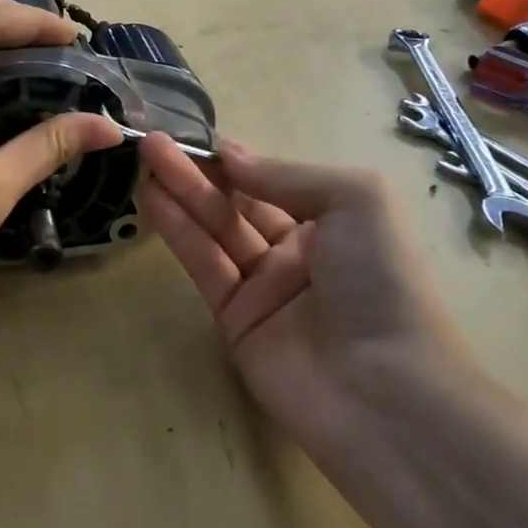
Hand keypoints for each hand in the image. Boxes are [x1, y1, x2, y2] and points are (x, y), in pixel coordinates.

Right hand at [135, 135, 480, 462]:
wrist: (383, 391)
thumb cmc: (381, 281)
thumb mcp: (356, 201)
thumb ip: (286, 175)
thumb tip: (229, 155)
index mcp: (334, 222)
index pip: (272, 181)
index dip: (233, 159)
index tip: (192, 136)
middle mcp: (297, 251)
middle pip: (237, 203)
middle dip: (197, 171)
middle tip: (152, 143)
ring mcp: (263, 287)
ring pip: (214, 230)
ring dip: (180, 193)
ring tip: (144, 159)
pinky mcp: (233, 319)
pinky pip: (203, 265)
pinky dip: (177, 231)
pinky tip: (152, 200)